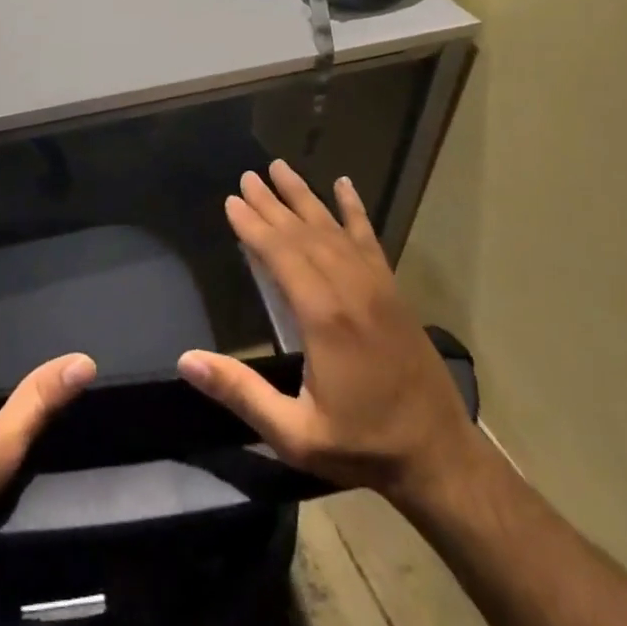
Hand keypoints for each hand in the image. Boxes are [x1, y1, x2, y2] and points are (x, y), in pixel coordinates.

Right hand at [178, 160, 479, 506]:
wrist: (440, 458)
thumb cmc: (362, 444)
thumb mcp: (295, 433)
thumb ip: (241, 393)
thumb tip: (186, 360)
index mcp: (324, 317)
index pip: (281, 255)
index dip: (254, 226)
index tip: (232, 200)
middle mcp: (350, 289)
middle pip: (303, 233)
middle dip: (272, 203)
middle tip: (247, 176)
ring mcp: (376, 286)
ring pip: (332, 228)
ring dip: (304, 197)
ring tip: (280, 167)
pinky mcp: (393, 291)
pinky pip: (369, 239)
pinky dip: (354, 210)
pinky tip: (344, 186)